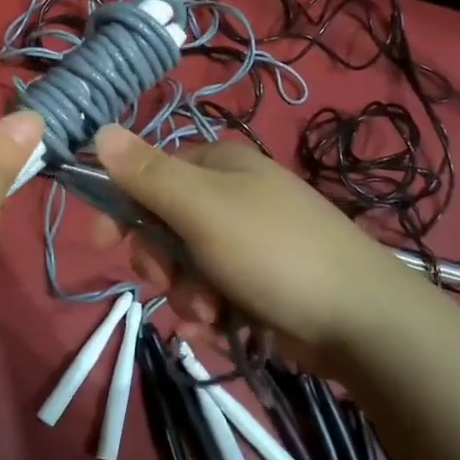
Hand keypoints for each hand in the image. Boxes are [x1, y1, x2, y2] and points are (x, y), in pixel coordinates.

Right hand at [91, 125, 449, 367]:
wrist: (361, 319)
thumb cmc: (273, 251)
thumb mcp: (201, 208)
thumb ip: (147, 174)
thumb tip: (99, 129)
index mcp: (217, 165)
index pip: (148, 175)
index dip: (122, 208)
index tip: (103, 243)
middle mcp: (231, 197)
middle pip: (163, 227)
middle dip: (162, 264)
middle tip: (176, 282)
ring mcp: (248, 241)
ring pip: (185, 268)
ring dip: (188, 296)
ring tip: (213, 314)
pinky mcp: (260, 282)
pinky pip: (213, 295)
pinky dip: (212, 315)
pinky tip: (226, 329)